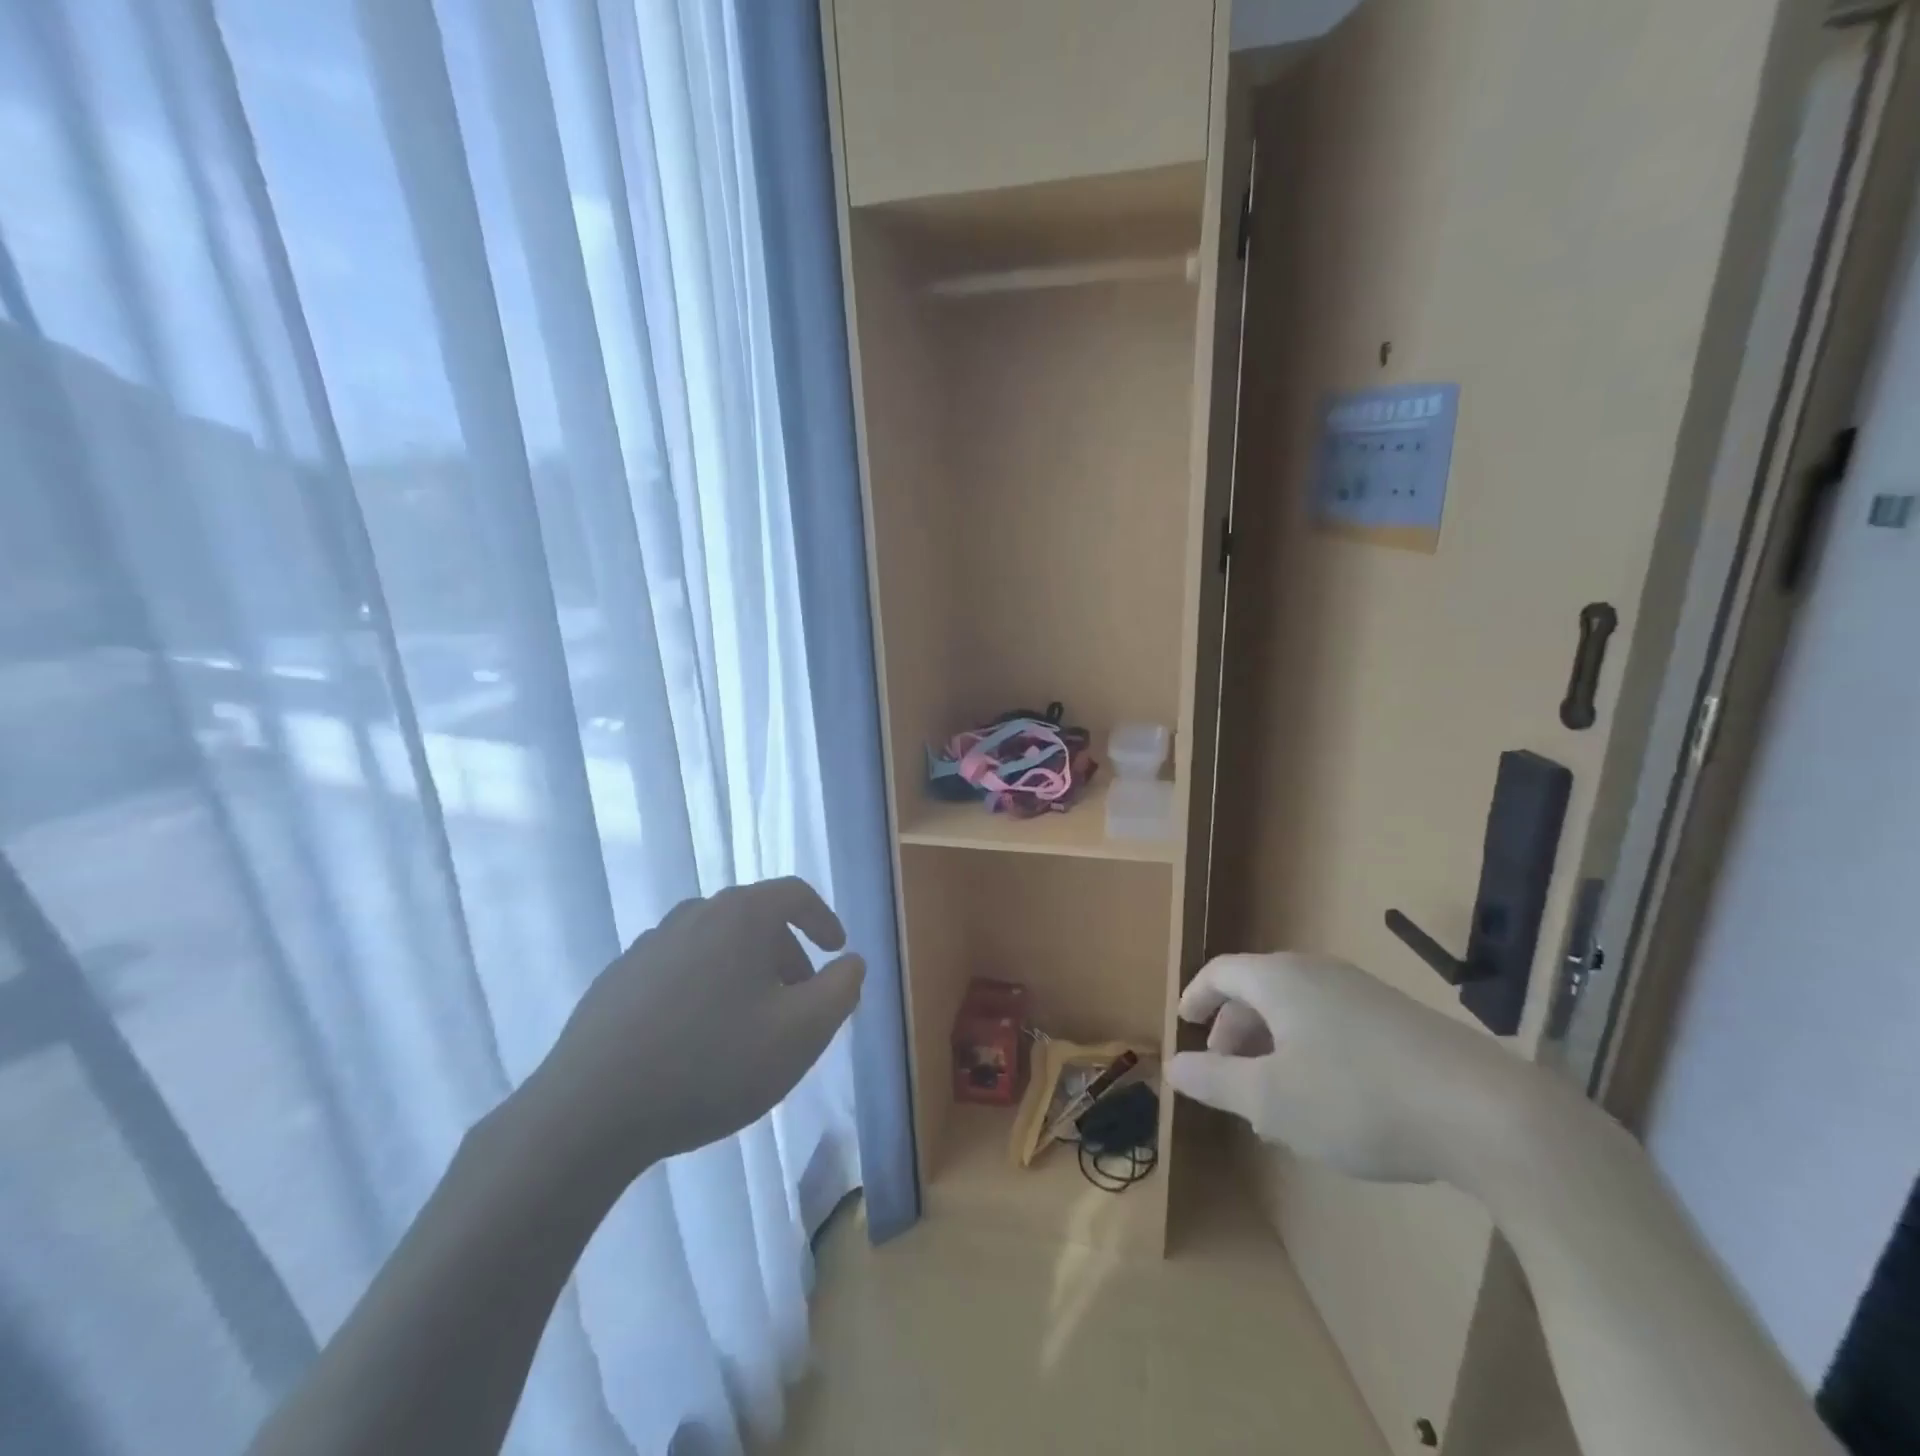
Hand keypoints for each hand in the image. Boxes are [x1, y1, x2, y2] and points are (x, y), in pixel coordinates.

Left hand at [523, 877, 864, 1185]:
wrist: (588, 1113)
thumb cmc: (712, 1063)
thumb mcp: (801, 1033)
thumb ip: (841, 990)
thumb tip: (851, 962)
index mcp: (740, 915)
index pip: (795, 894)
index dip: (824, 919)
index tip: (836, 952)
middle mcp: (693, 915)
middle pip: (755, 920)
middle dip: (786, 955)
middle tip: (798, 1003)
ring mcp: (648, 945)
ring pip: (715, 946)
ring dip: (745, 974)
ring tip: (750, 1026)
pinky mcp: (616, 980)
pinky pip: (678, 971)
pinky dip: (704, 990)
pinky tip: (696, 1041)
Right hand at [1166, 952, 1536, 1184]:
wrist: (1486, 1113)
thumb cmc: (1356, 1098)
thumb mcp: (1271, 1100)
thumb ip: (1215, 1080)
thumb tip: (1173, 1066)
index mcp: (1280, 980)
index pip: (1221, 973)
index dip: (1196, 996)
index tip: (1183, 1023)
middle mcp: (1318, 973)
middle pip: (1259, 991)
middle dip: (1234, 1031)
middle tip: (1226, 1074)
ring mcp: (1365, 993)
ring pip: (1298, 1011)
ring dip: (1273, 1047)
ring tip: (1274, 1100)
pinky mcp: (1401, 1021)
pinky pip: (1334, 1025)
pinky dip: (1311, 1053)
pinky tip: (1328, 1103)